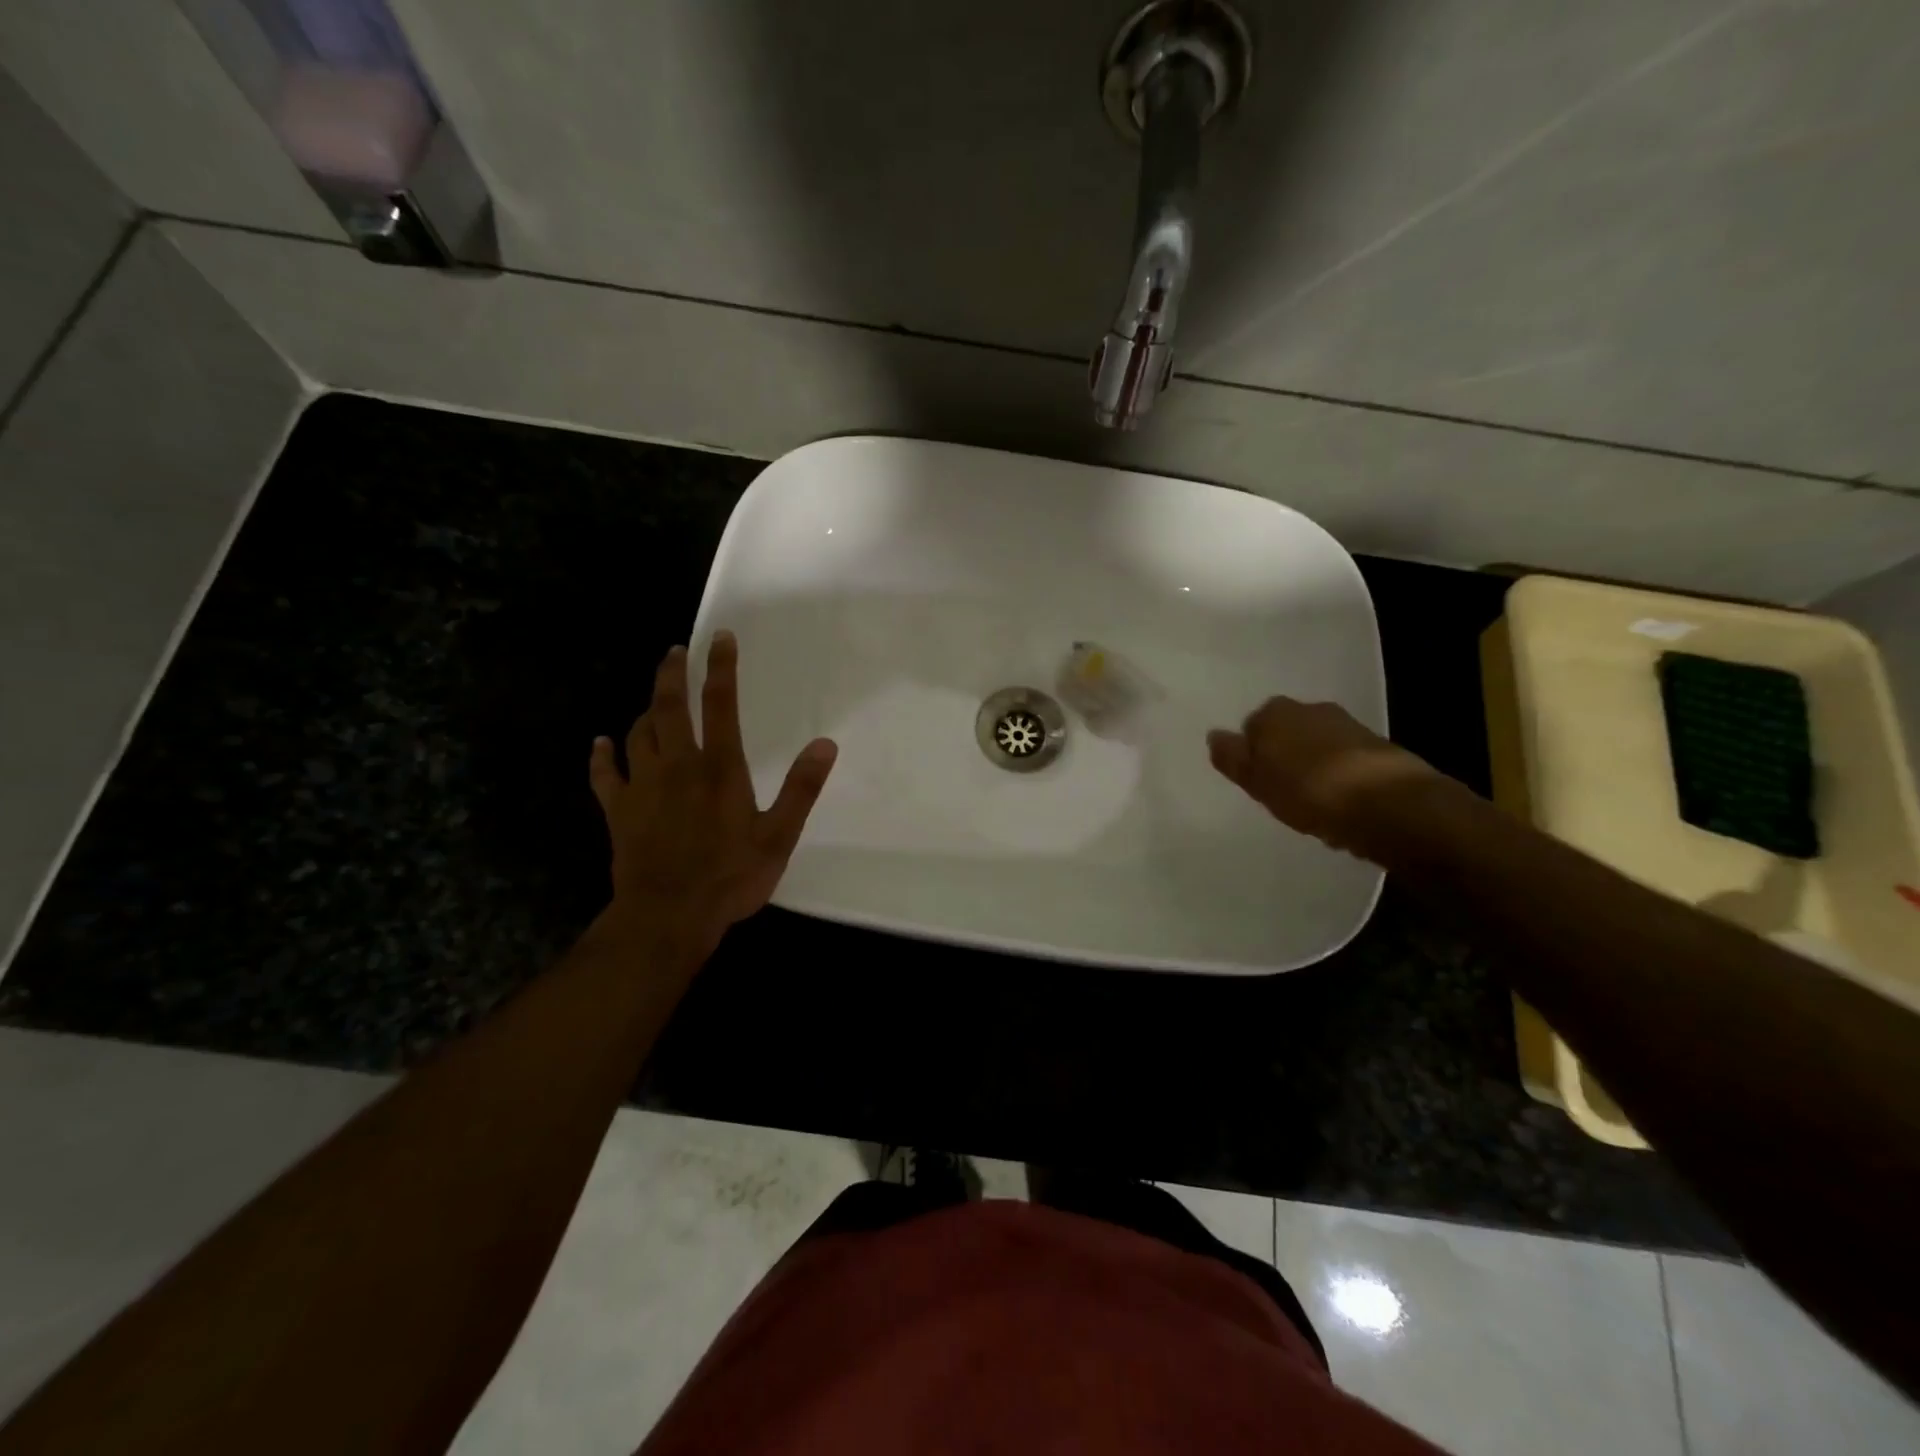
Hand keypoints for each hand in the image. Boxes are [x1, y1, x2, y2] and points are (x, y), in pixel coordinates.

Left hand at [589, 631, 836, 959]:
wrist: (668, 916)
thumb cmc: (730, 877)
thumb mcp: (779, 836)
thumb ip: (801, 788)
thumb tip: (825, 744)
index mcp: (720, 768)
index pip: (721, 705)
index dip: (721, 668)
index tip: (720, 638)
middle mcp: (678, 766)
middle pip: (670, 707)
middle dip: (672, 674)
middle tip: (675, 651)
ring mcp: (642, 786)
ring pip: (639, 733)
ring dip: (646, 710)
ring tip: (654, 699)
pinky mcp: (618, 811)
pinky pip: (605, 775)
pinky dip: (602, 756)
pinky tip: (600, 744)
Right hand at [1207, 697, 1438, 855]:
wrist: (1386, 804)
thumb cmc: (1306, 790)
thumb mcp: (1256, 780)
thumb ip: (1232, 758)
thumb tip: (1214, 736)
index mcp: (1274, 711)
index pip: (1251, 728)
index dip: (1251, 755)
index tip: (1255, 781)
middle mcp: (1310, 708)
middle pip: (1286, 734)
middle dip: (1283, 756)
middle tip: (1280, 791)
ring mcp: (1347, 726)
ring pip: (1316, 746)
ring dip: (1312, 767)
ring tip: (1312, 803)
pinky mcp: (1378, 748)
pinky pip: (1344, 762)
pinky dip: (1339, 777)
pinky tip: (1340, 804)